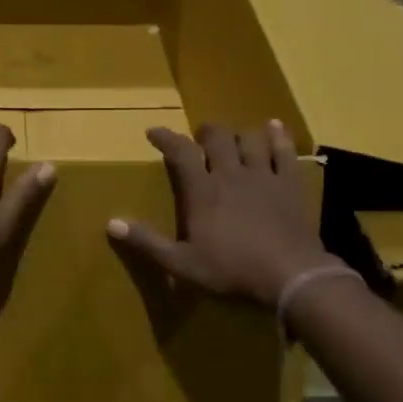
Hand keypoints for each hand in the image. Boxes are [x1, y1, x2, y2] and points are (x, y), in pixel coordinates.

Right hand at [109, 121, 336, 304]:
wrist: (289, 274)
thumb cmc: (231, 270)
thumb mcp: (182, 263)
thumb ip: (148, 242)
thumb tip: (112, 222)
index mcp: (202, 191)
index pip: (180, 153)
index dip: (165, 138)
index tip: (154, 131)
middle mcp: (231, 174)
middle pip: (217, 138)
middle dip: (205, 132)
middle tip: (200, 137)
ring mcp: (263, 176)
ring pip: (250, 139)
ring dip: (239, 134)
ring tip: (233, 138)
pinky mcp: (290, 184)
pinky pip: (284, 151)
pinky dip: (278, 137)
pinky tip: (274, 127)